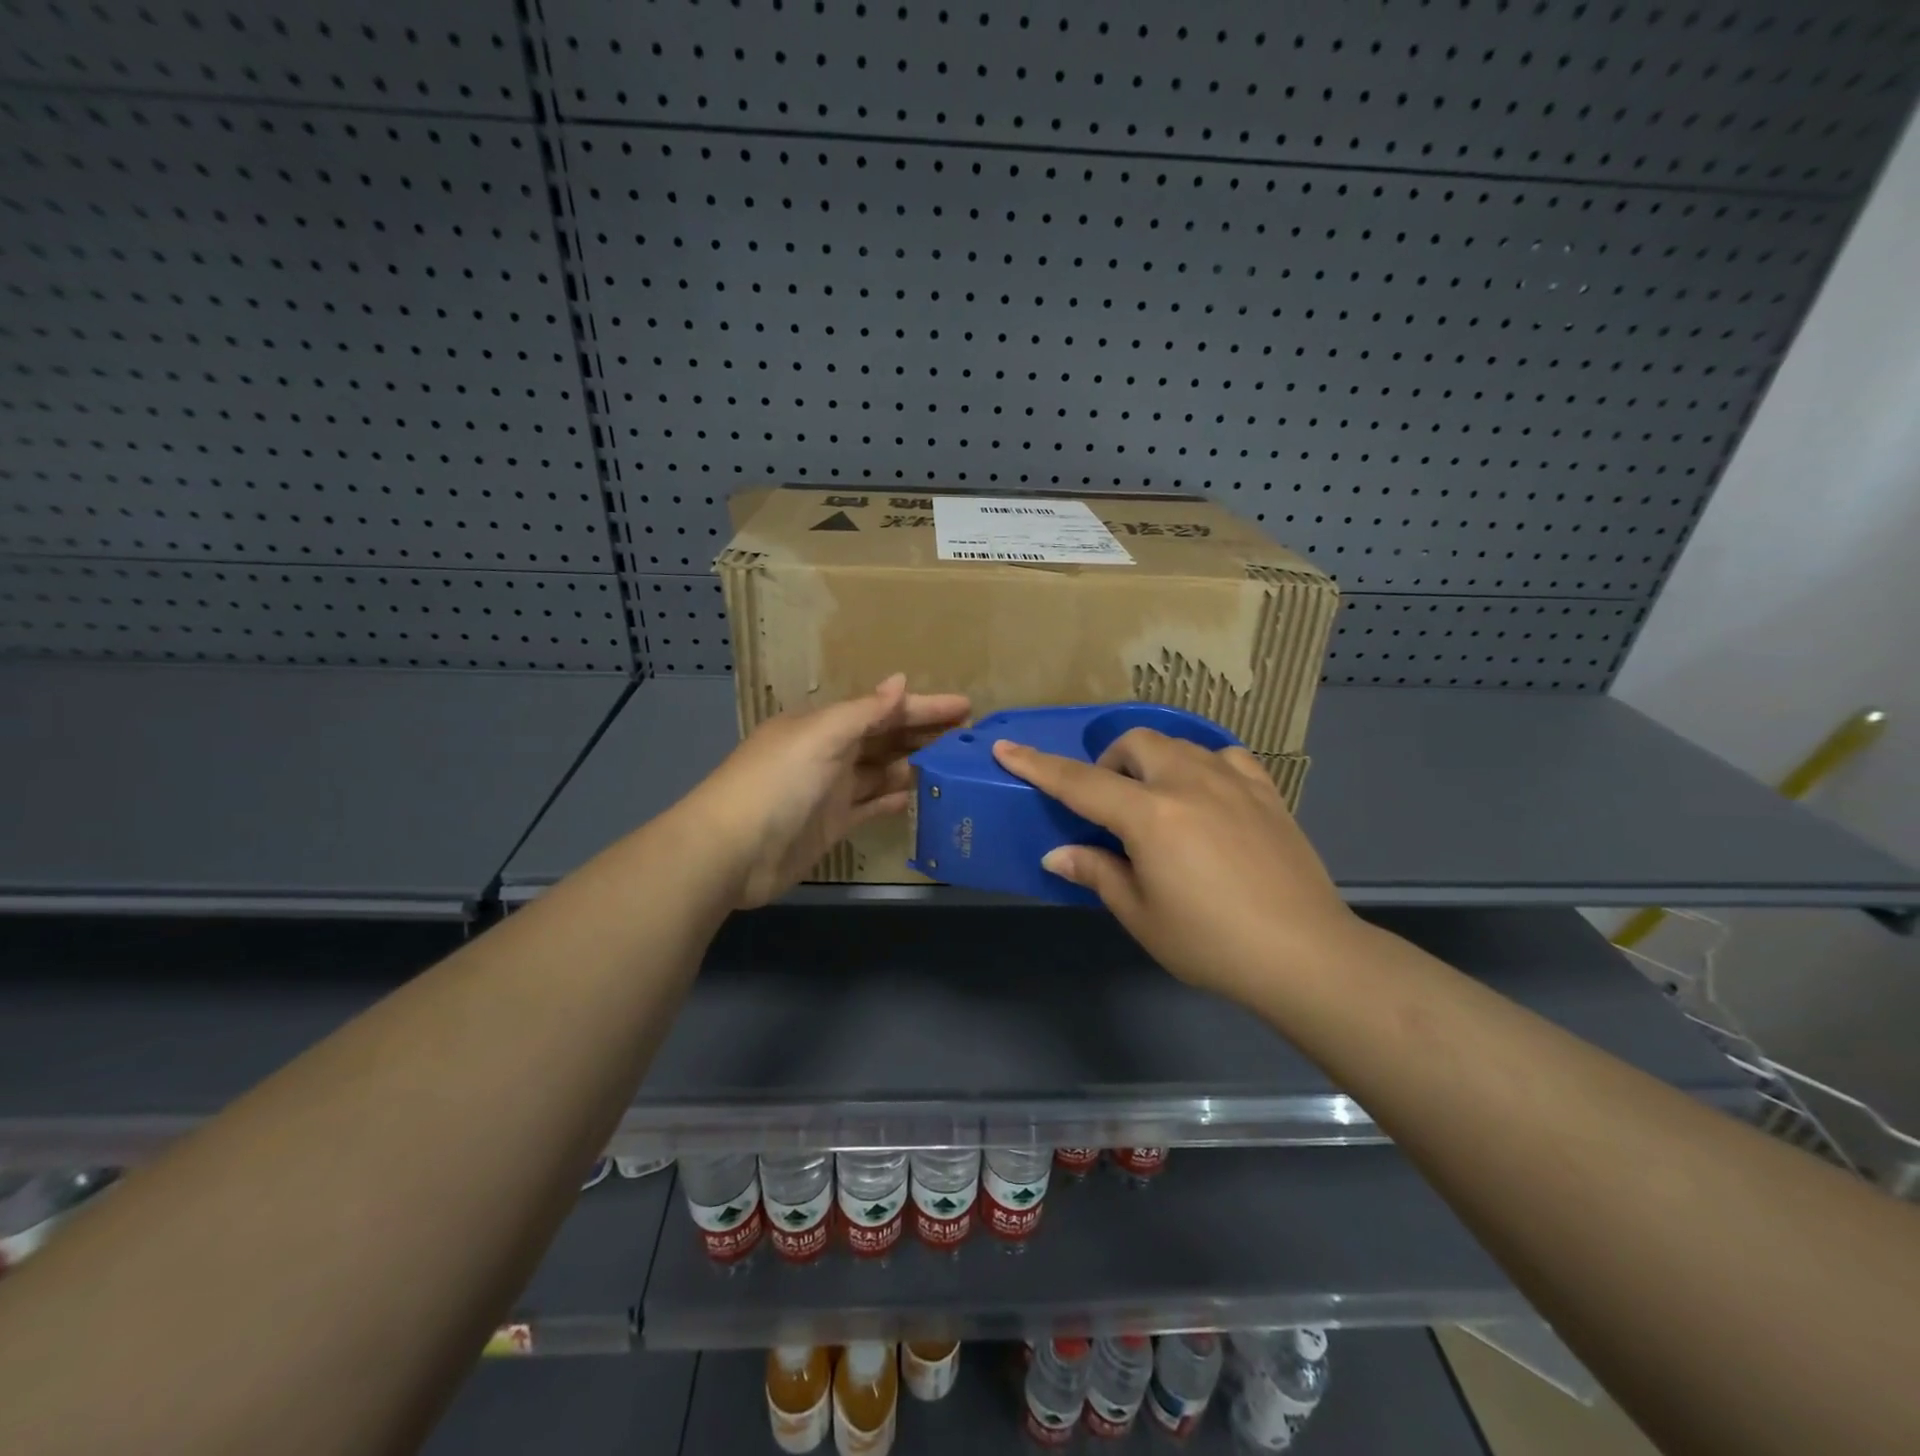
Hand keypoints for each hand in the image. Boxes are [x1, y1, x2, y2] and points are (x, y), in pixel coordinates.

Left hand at [689, 675, 969, 907]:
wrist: (732, 851)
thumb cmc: (777, 782)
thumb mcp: (821, 736)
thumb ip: (864, 712)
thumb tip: (900, 682)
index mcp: (824, 724)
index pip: (883, 709)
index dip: (923, 706)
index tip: (965, 706)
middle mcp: (830, 752)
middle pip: (885, 738)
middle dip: (923, 733)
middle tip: (969, 735)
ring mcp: (832, 790)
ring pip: (882, 771)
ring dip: (914, 765)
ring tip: (956, 765)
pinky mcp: (833, 824)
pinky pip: (872, 805)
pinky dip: (894, 799)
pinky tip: (922, 796)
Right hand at [992, 729, 1362, 1003]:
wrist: (1305, 954)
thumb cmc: (1211, 942)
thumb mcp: (1142, 915)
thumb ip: (1098, 873)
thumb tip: (1058, 854)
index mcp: (1150, 815)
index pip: (1080, 782)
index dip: (1038, 765)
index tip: (1007, 748)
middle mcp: (1189, 782)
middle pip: (1135, 744)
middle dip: (1109, 763)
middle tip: (1108, 804)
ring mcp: (1233, 781)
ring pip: (1178, 743)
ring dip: (1152, 761)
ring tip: (1154, 799)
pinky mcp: (1266, 792)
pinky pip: (1225, 756)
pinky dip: (1201, 765)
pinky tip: (1204, 792)